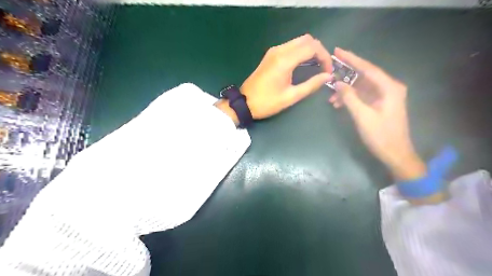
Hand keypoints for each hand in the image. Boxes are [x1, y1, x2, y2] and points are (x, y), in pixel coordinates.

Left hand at [217, 33, 332, 123]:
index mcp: (285, 60)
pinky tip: (304, 64)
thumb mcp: (291, 96)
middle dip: (319, 51)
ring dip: (310, 50)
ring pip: (298, 41)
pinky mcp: (270, 55)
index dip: (325, 57)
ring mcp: (273, 51)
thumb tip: (327, 76)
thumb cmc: (267, 102)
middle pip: (306, 39)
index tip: (328, 71)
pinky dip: (300, 51)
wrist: (244, 102)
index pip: (313, 47)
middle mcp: (279, 50)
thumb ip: (311, 85)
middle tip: (324, 67)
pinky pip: (290, 46)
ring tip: (316, 66)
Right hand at [330, 47, 426, 180]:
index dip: (351, 59)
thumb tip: (337, 83)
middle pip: (364, 75)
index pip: (367, 68)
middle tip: (330, 70)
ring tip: (331, 97)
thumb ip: (349, 97)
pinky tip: (339, 104)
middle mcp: (389, 88)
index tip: (337, 51)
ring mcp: (385, 97)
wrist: (395, 154)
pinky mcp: (380, 104)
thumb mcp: (362, 116)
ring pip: (362, 87)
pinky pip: (363, 96)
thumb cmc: (380, 135)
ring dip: (346, 91)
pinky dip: (351, 98)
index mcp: (389, 88)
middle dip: (346, 75)